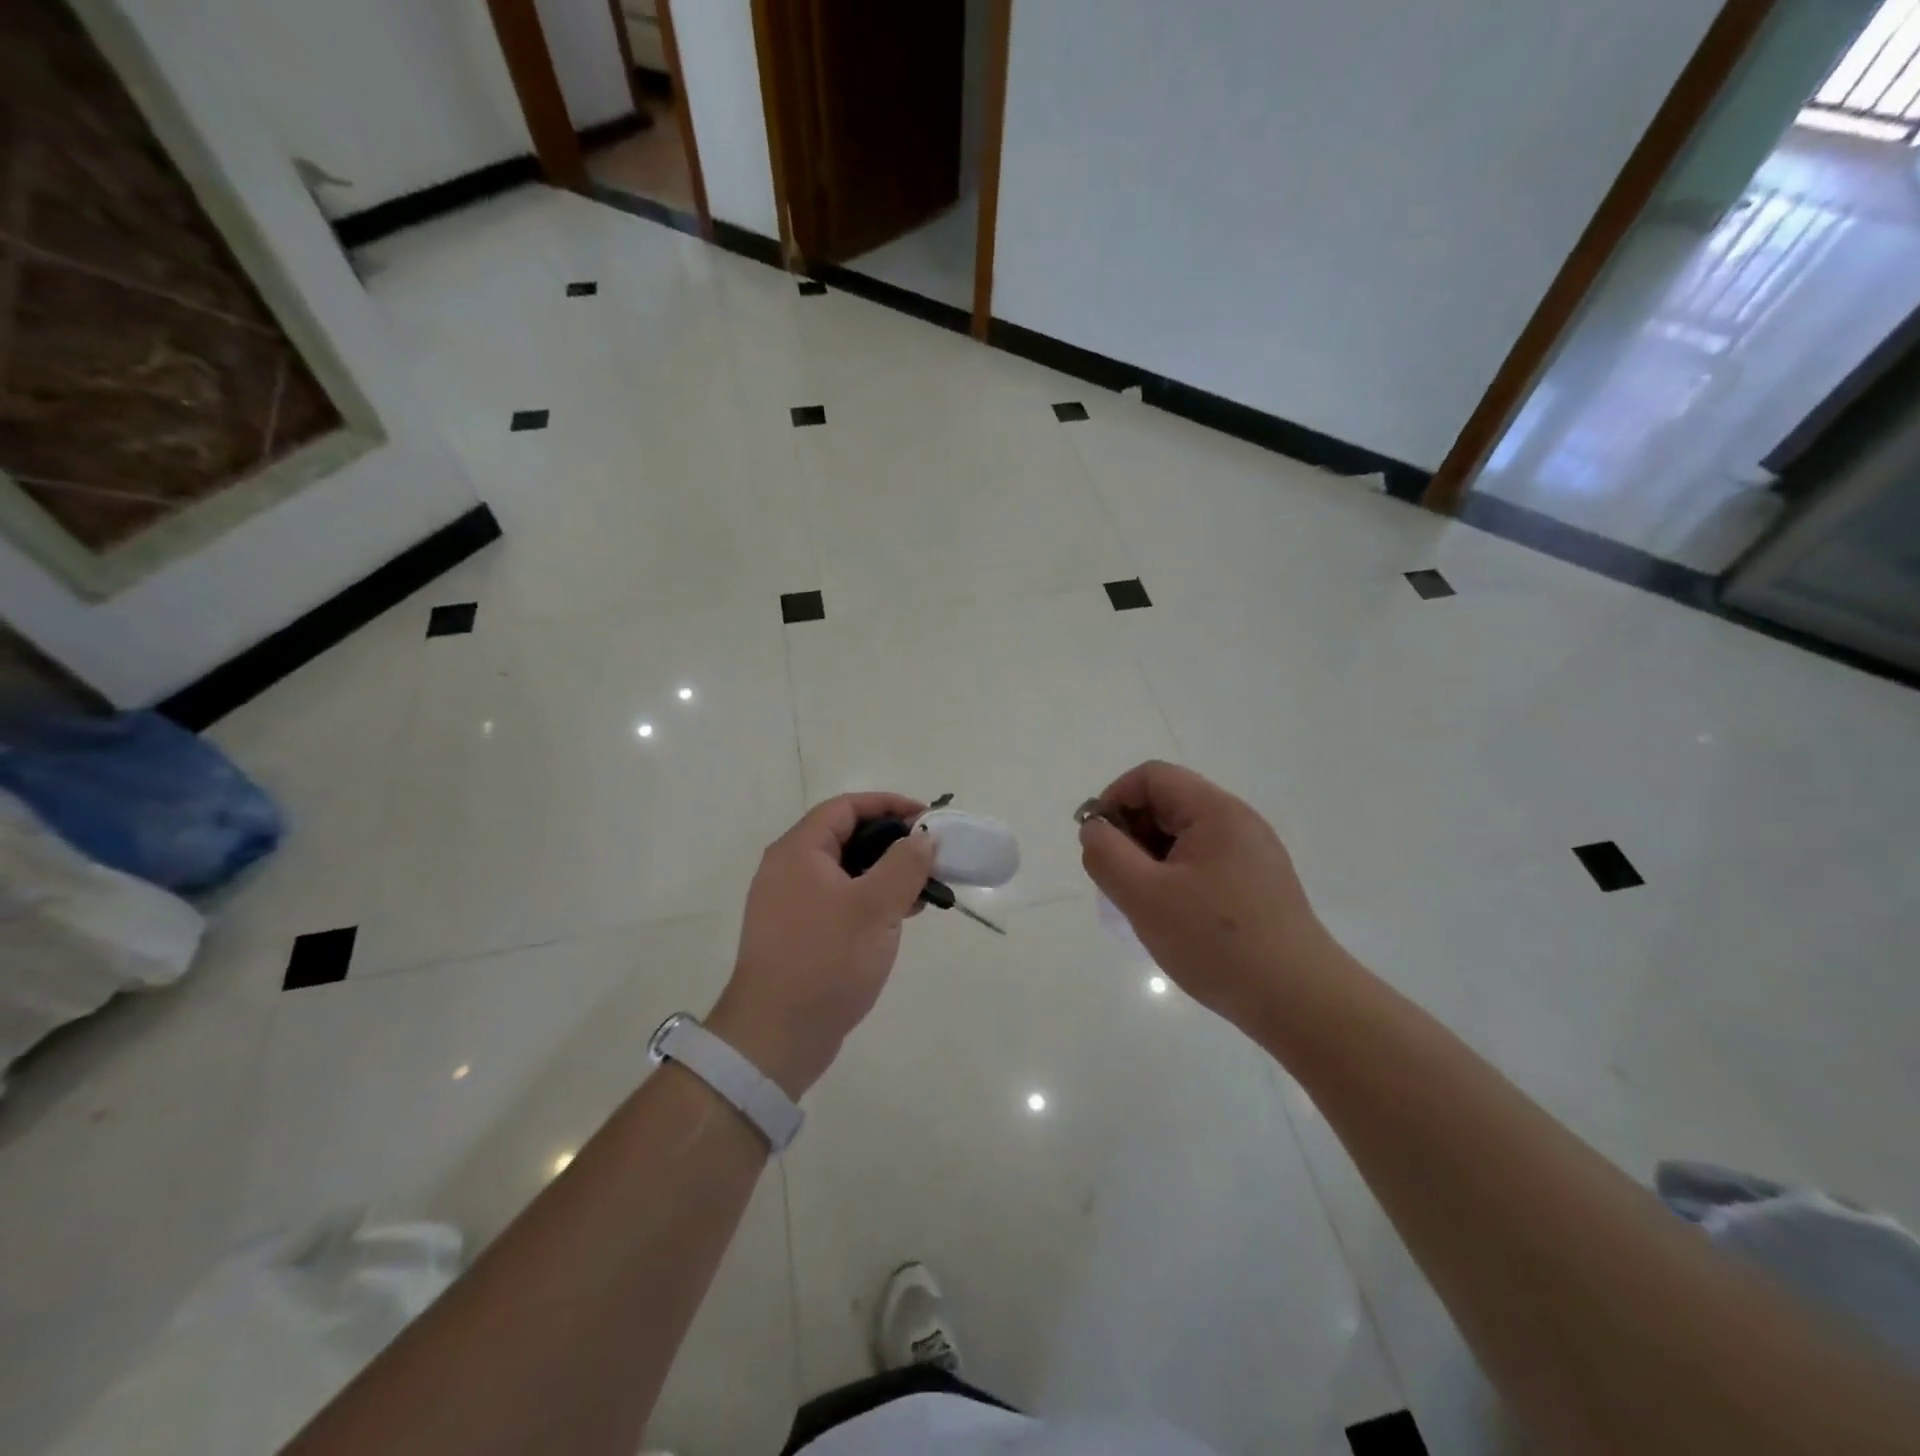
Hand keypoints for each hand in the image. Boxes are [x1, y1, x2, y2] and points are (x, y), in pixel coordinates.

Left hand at [709, 792, 935, 1097]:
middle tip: (929, 857)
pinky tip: (899, 919)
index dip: (888, 805)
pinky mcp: (798, 934)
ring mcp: (790, 904)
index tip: (926, 818)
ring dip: (884, 875)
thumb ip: (904, 864)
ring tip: (922, 892)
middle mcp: (788, 870)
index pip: (845, 807)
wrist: (775, 1037)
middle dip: (891, 842)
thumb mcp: (874, 907)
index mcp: (798, 852)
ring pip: (845, 872)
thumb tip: (923, 837)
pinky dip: (870, 901)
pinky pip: (839, 901)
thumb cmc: (826, 960)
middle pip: (845, 837)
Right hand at [1078, 761, 1334, 1031]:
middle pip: (1168, 803)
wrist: (1299, 1001)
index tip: (1098, 843)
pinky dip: (1177, 878)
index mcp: (1215, 811)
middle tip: (1118, 881)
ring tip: (1143, 905)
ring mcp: (1253, 854)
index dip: (1114, 800)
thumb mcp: (1144, 896)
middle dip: (1131, 833)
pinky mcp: (1260, 884)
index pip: (1151, 777)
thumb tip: (1094, 829)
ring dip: (1151, 859)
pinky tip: (1174, 918)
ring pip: (1184, 837)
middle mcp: (1238, 822)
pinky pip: (1204, 863)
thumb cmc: (1216, 942)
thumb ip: (1107, 854)